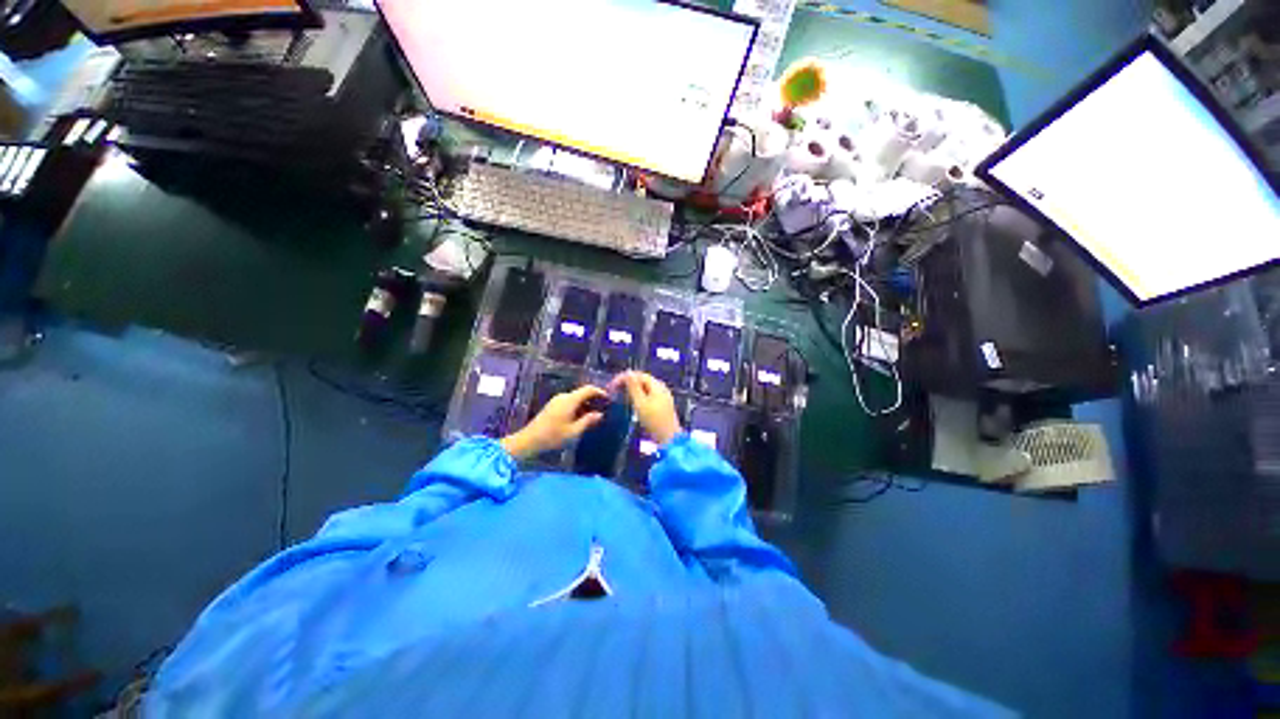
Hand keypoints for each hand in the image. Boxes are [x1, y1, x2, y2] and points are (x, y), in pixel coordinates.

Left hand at [500, 385, 605, 459]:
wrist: (528, 440)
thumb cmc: (552, 437)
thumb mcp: (573, 432)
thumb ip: (588, 421)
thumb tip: (600, 414)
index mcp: (570, 400)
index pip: (588, 389)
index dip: (600, 392)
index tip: (609, 400)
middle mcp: (564, 396)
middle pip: (582, 393)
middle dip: (594, 400)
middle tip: (604, 410)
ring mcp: (557, 400)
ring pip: (576, 398)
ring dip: (586, 405)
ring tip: (594, 416)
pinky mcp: (553, 406)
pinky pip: (569, 402)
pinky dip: (578, 407)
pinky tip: (581, 418)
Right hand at [609, 371, 680, 444]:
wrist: (669, 438)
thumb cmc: (654, 421)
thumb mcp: (640, 403)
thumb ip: (633, 387)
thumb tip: (627, 372)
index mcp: (657, 385)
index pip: (638, 375)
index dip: (624, 377)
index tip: (612, 385)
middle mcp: (661, 387)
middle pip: (642, 380)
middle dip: (627, 383)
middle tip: (614, 390)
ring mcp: (663, 396)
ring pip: (644, 388)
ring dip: (631, 389)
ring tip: (620, 395)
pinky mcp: (662, 404)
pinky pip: (648, 395)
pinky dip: (638, 396)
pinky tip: (631, 402)